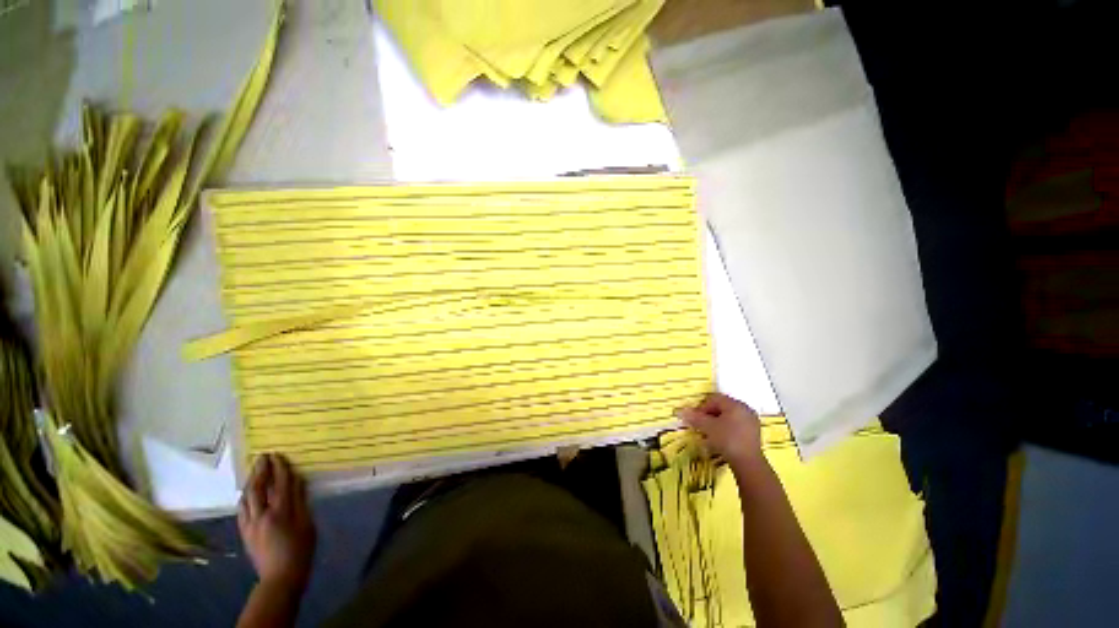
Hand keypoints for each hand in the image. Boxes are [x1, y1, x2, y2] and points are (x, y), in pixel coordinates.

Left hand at [238, 454, 315, 591]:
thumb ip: (300, 501)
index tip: (279, 456)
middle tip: (263, 457)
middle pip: (257, 488)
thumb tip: (298, 481)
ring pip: (246, 498)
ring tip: (255, 471)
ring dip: (251, 482)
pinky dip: (245, 497)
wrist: (280, 576)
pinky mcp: (244, 532)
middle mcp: (261, 516)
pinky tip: (248, 494)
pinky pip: (242, 509)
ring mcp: (249, 525)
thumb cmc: (301, 549)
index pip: (279, 484)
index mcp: (280, 512)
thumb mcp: (307, 524)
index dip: (279, 469)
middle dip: (260, 471)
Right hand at [676, 393, 761, 464]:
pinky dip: (726, 428)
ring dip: (716, 422)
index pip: (713, 399)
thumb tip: (680, 411)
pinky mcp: (753, 432)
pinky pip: (736, 424)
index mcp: (735, 404)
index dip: (701, 407)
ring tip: (709, 433)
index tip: (694, 418)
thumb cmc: (727, 440)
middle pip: (721, 406)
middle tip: (700, 425)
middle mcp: (745, 409)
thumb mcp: (708, 427)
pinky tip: (721, 438)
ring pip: (728, 416)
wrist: (748, 463)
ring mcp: (751, 421)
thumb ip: (695, 418)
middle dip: (709, 414)